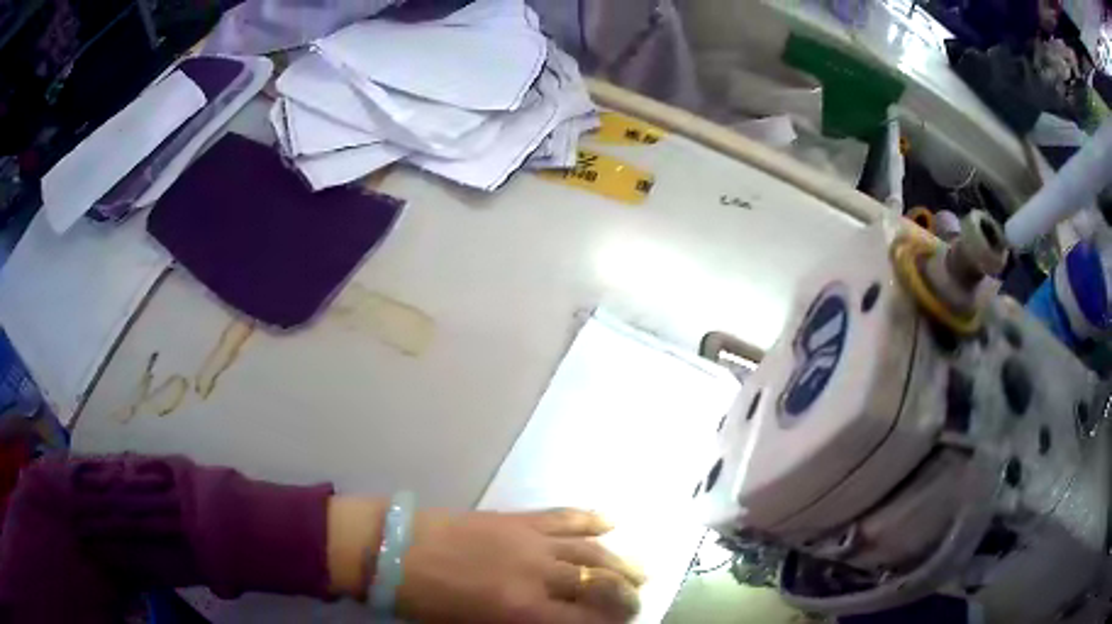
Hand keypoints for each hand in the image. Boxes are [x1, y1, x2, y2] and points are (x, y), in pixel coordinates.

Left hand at [398, 508, 645, 622]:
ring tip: (638, 570)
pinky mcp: (516, 517)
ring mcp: (529, 540)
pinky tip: (610, 521)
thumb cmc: (428, 602)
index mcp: (523, 609)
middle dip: (624, 594)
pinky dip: (589, 518)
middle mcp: (537, 573)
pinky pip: (563, 516)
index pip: (587, 620)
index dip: (611, 623)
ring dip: (619, 560)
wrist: (393, 549)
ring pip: (590, 549)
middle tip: (638, 599)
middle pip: (598, 583)